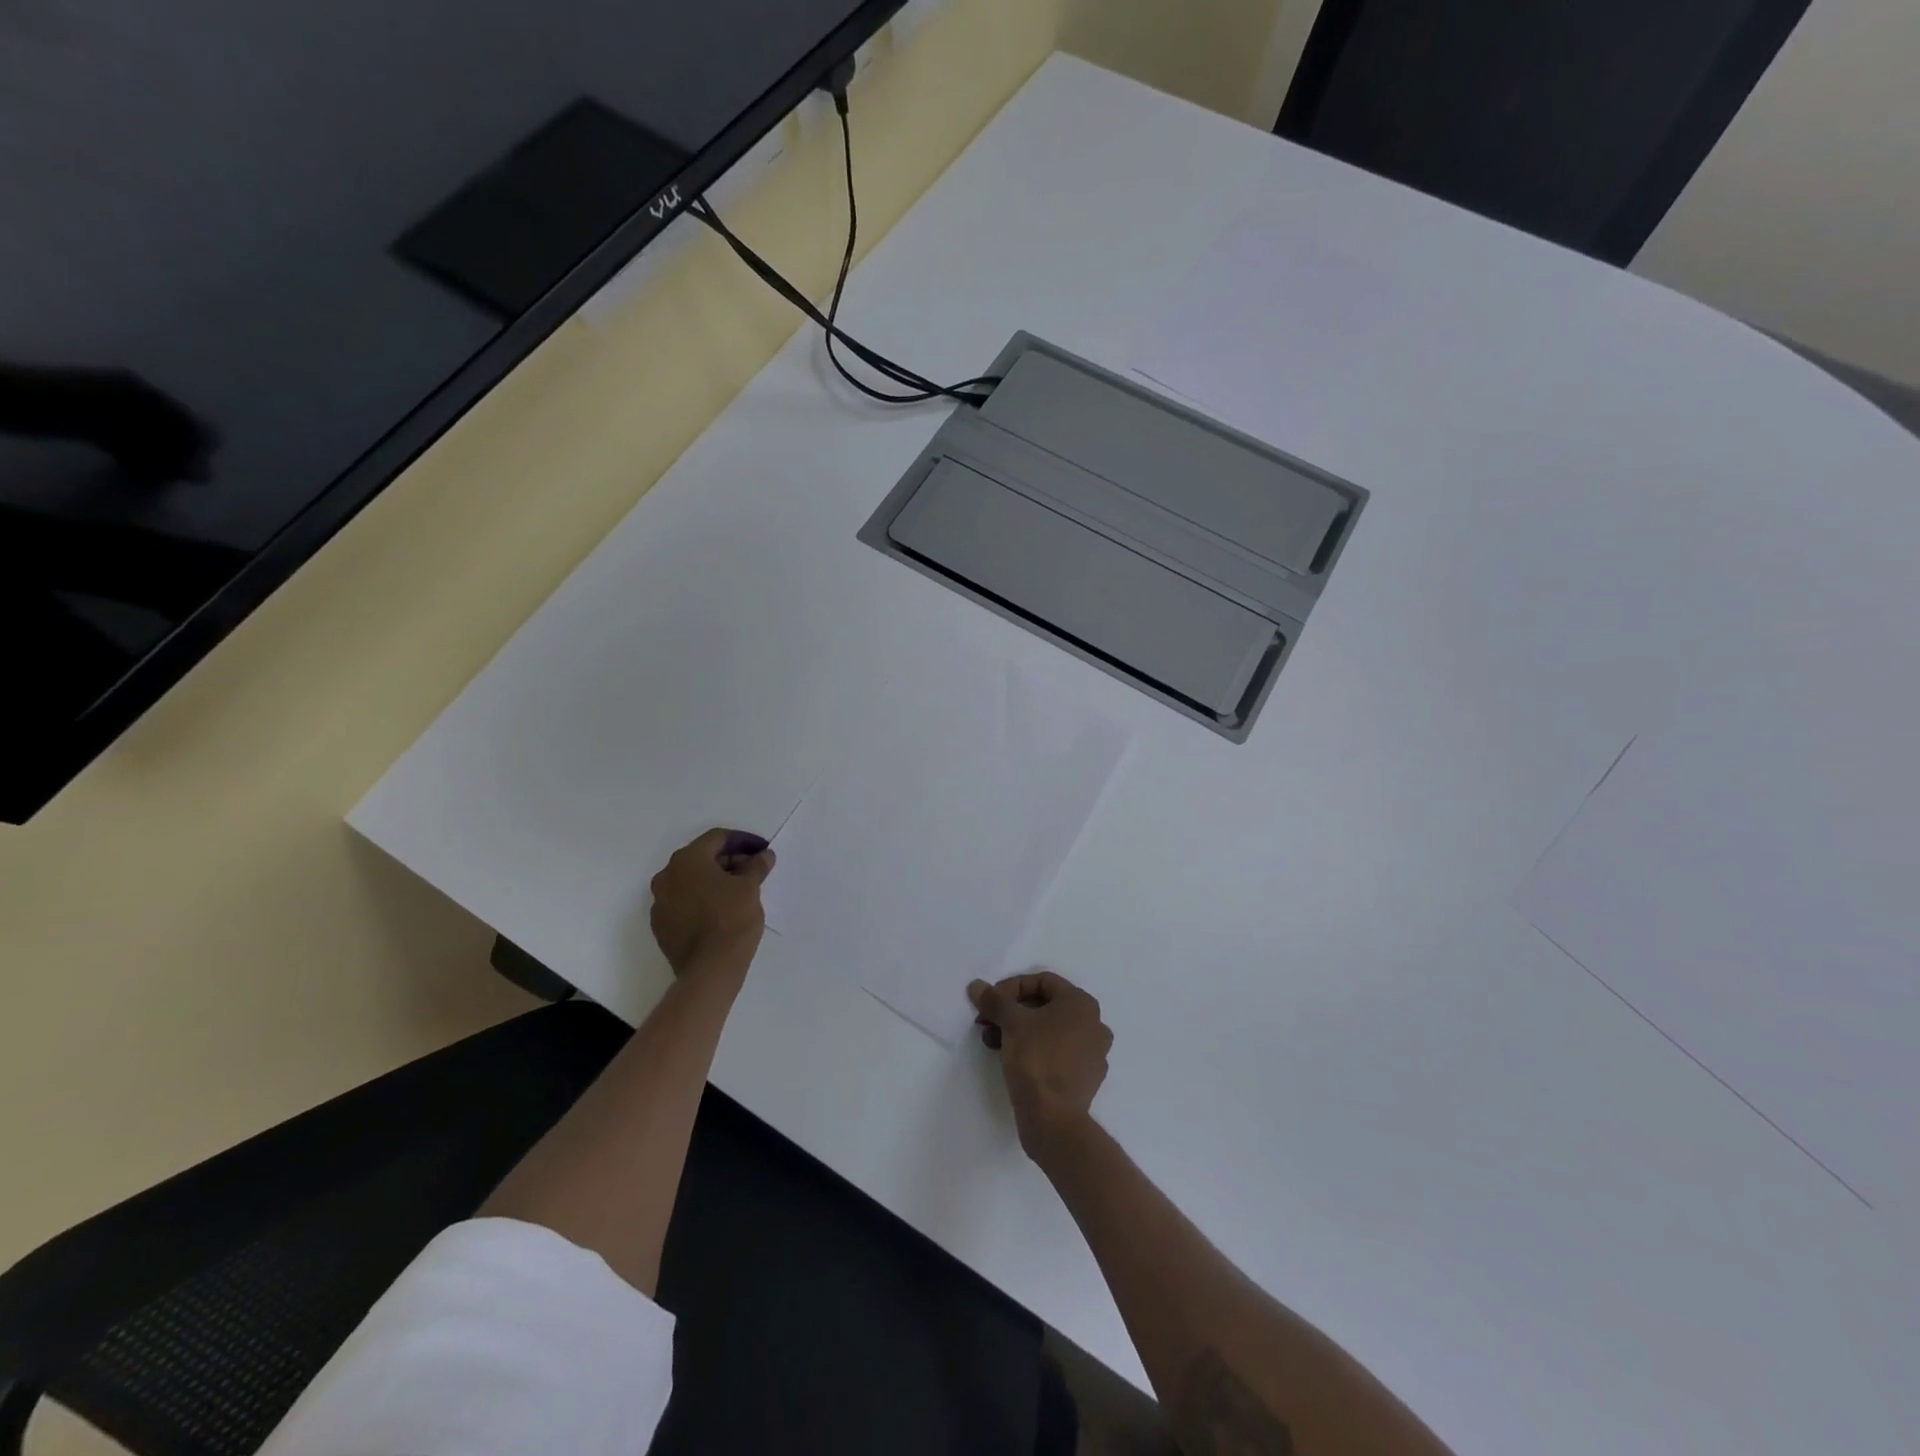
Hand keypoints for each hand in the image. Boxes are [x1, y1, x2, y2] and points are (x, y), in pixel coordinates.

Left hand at [649, 829, 774, 976]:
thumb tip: (764, 855)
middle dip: (729, 860)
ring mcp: (660, 902)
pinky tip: (721, 910)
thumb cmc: (732, 919)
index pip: (717, 838)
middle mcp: (667, 876)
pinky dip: (702, 899)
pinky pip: (683, 902)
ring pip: (691, 881)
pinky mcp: (661, 925)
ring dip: (715, 880)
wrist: (710, 969)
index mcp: (687, 860)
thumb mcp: (750, 888)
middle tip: (753, 870)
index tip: (762, 850)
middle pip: (702, 858)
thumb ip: (757, 866)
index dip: (743, 841)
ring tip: (740, 890)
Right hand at [969, 970, 1112, 1159]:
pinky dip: (1034, 1050)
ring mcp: (1093, 1053)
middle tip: (987, 1021)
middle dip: (1012, 1011)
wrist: (1053, 1118)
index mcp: (1082, 1003)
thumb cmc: (1036, 1058)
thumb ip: (995, 1000)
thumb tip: (977, 986)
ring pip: (1050, 1030)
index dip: (1011, 987)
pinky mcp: (1086, 1078)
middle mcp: (1094, 1024)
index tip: (990, 1002)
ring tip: (992, 1042)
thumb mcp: (1011, 1023)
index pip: (1042, 981)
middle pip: (1046, 1006)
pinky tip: (1011, 1060)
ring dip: (1019, 1031)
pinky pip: (1057, 1053)